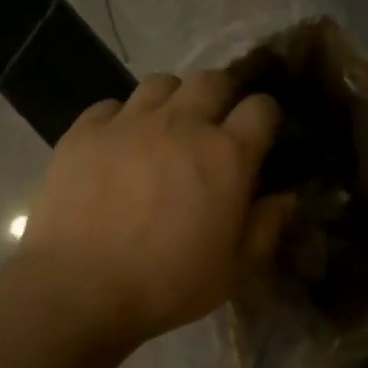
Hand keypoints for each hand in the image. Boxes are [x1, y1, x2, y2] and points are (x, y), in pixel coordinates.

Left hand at [21, 70, 295, 342]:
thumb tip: (287, 197)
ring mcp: (130, 122)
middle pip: (213, 79)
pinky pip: (112, 105)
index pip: (261, 107)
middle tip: (214, 127)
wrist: (80, 288)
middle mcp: (182, 124)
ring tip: (165, 130)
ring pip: (162, 83)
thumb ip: (266, 227)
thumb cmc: (168, 284)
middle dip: (222, 96)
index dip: (265, 117)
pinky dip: (122, 119)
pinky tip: (119, 146)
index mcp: (227, 155)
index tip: (259, 136)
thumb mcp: (234, 270)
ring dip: (173, 101)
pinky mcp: (85, 130)